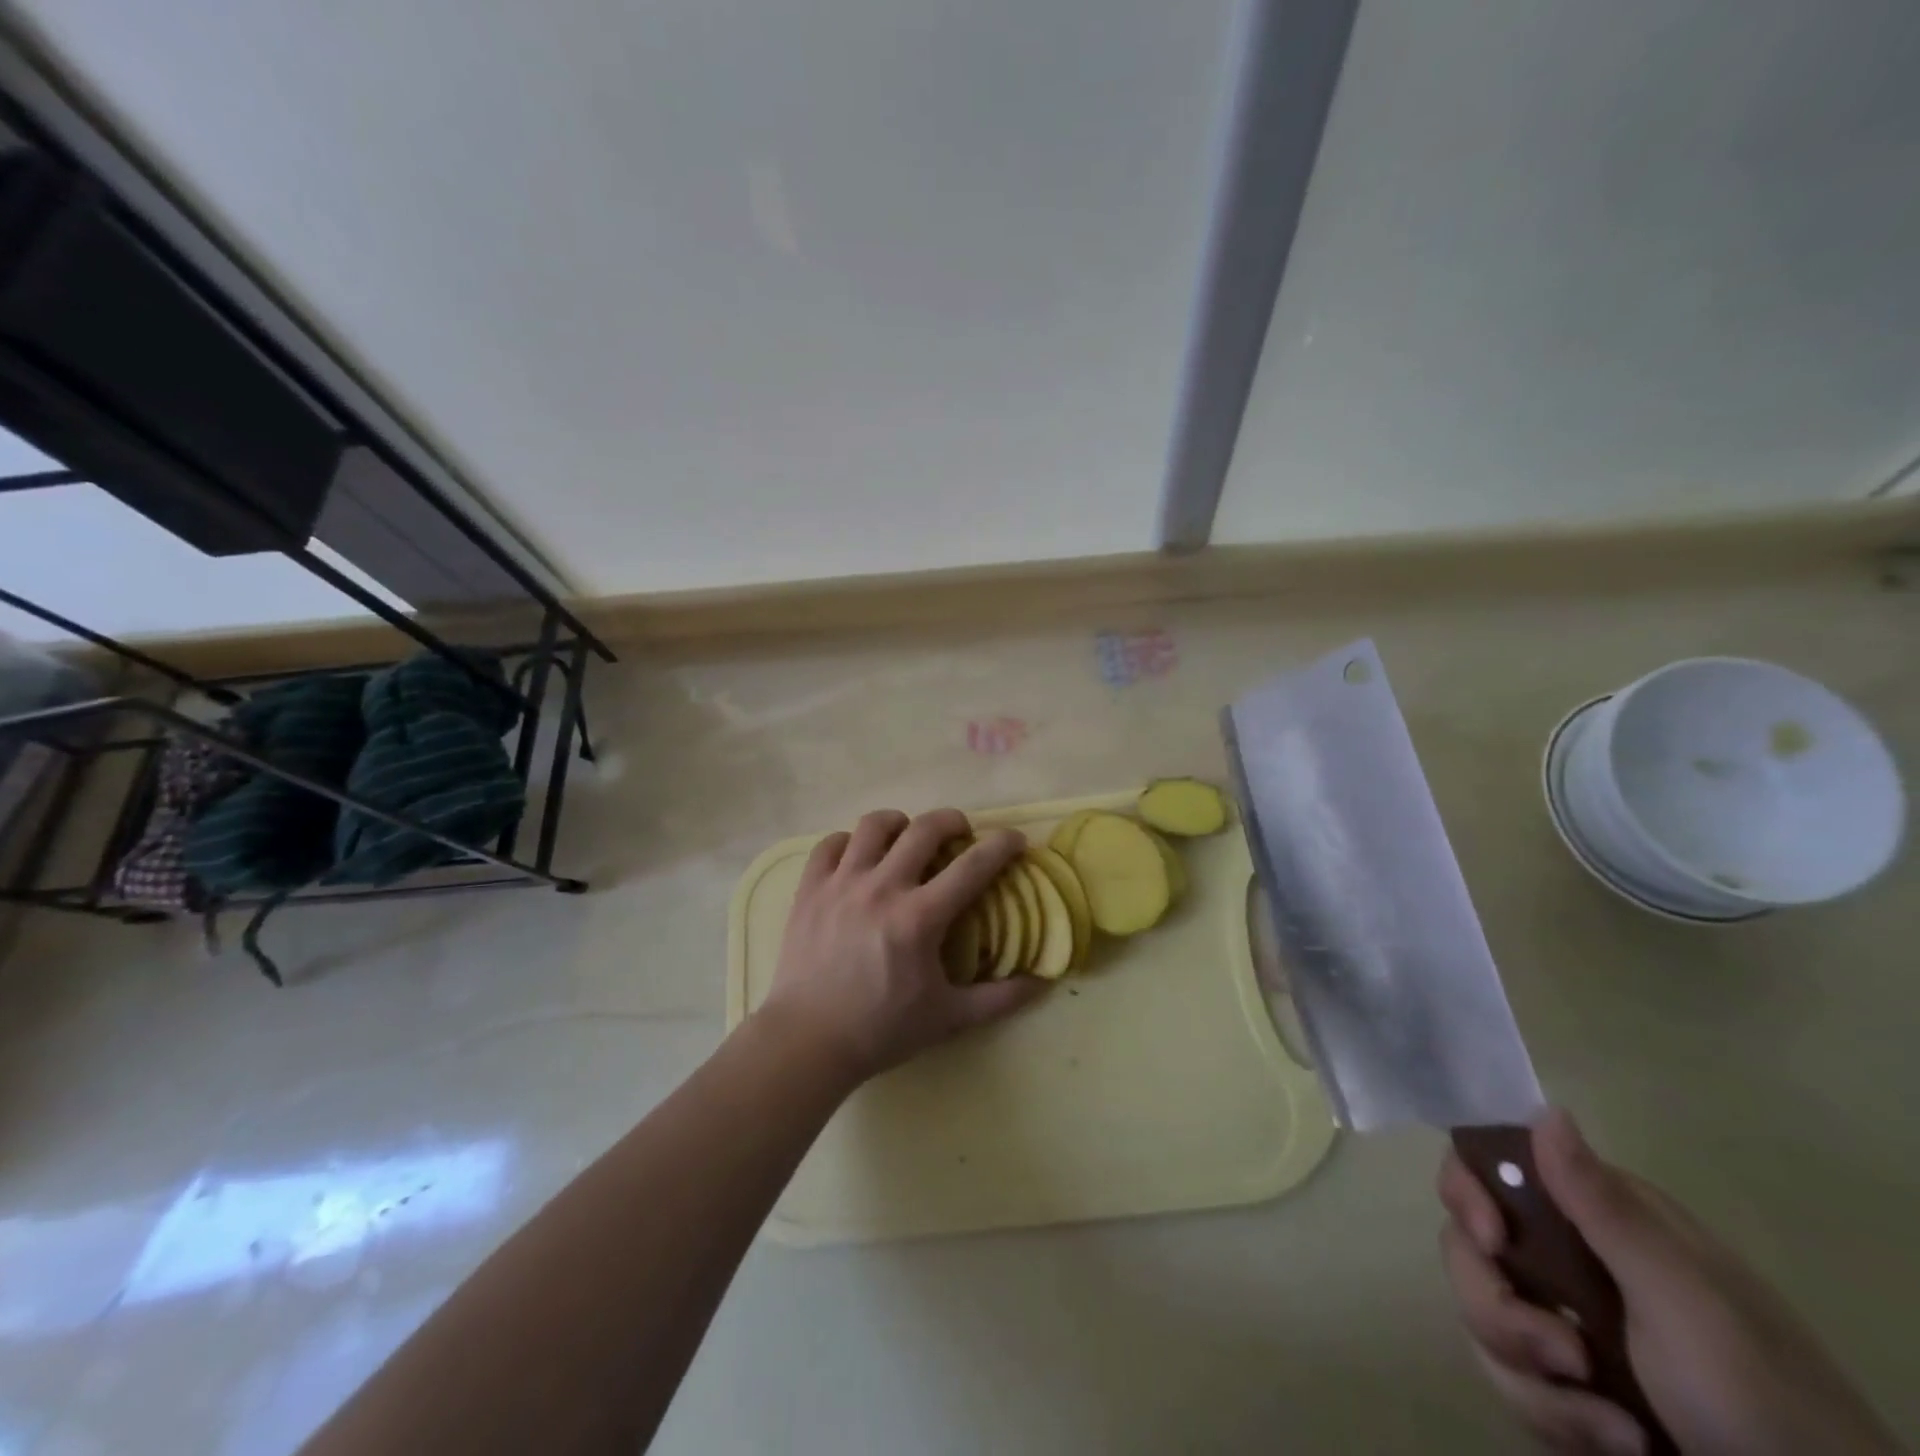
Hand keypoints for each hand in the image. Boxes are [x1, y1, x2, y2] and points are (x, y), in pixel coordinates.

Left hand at [754, 808, 1043, 1084]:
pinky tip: (858, 856)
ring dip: (899, 823)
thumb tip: (1044, 983)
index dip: (1001, 846)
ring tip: (905, 836)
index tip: (1014, 839)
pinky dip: (849, 842)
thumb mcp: (949, 1018)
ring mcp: (841, 884)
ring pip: (873, 825)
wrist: (808, 1041)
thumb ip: (999, 999)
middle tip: (959, 832)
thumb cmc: (882, 1029)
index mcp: (920, 918)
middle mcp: (882, 888)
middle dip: (951, 820)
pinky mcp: (810, 889)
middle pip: (924, 828)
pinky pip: (830, 844)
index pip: (972, 866)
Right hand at [1439, 1110, 1897, 1454]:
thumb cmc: (1758, 1396)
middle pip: (1468, 1249)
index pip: (1487, 1168)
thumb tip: (1545, 1108)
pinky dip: (1552, 1416)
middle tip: (1565, 1358)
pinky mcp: (1558, 1381)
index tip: (1491, 1241)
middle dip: (1500, 1310)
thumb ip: (1604, 1205)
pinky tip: (1614, 1443)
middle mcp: (1564, 1256)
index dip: (1467, 1193)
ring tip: (1616, 1432)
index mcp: (1594, 1216)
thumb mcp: (1684, 1300)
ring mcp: (1560, 1320)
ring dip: (1533, 1380)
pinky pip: (1508, 1376)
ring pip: (1482, 1317)